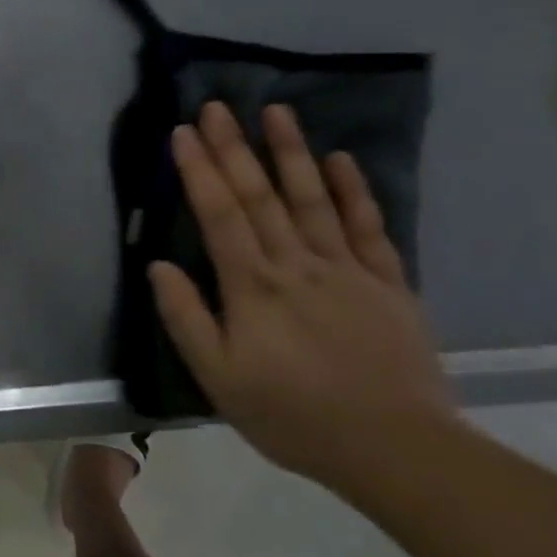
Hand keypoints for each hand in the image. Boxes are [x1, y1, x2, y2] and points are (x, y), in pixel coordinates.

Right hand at [149, 101, 458, 491]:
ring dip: (291, 152)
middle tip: (216, 106)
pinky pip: (368, 228)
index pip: (219, 214)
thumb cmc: (294, 416)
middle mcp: (297, 264)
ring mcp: (346, 270)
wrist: (398, 450)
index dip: (199, 170)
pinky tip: (340, 158)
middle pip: (260, 196)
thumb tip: (158, 264)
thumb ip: (186, 318)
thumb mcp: (220, 379)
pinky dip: (354, 191)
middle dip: (234, 148)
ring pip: (313, 199)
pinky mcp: (387, 283)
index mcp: (253, 286)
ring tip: (276, 111)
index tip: (183, 131)